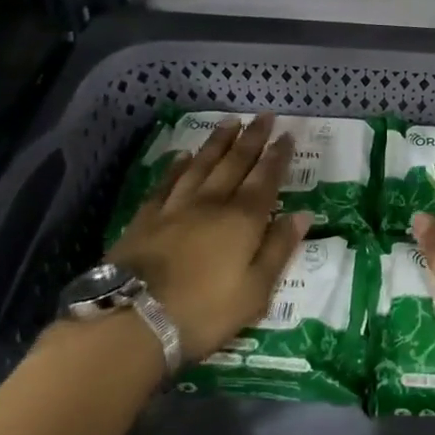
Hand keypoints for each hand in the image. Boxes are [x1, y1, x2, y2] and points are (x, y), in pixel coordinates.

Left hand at [106, 113, 309, 362]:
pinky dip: (178, 166)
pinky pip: (167, 182)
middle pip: (235, 163)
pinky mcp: (146, 217)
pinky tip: (183, 156)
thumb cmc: (204, 312)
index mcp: (243, 220)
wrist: (133, 320)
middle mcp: (212, 203)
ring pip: (202, 164)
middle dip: (252, 138)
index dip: (278, 156)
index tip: (287, 135)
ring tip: (230, 122)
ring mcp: (176, 207)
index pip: (266, 179)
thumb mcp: (255, 291)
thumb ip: (279, 250)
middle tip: (264, 115)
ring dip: (218, 142)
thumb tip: (302, 215)